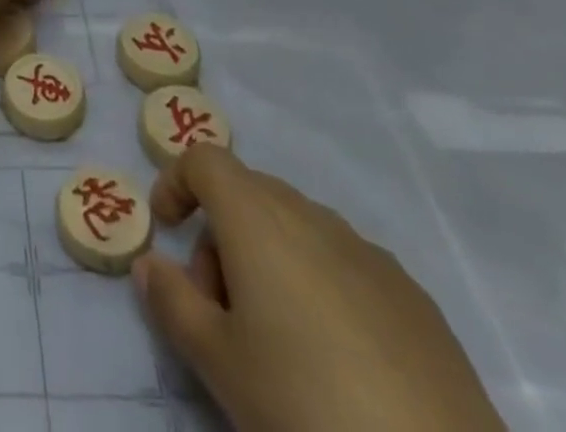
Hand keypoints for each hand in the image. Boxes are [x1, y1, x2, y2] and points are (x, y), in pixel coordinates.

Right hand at [134, 146, 505, 431]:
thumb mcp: (217, 362)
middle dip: (221, 235)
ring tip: (277, 341)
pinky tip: (337, 360)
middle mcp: (312, 216)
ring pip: (298, 228)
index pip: (204, 160)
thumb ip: (172, 302)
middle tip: (218, 307)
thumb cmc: (306, 406)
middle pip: (250, 193)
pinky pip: (346, 265)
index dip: (176, 182)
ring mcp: (369, 254)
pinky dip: (320, 285)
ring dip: (270, 260)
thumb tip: (149, 264)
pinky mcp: (415, 299)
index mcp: (258, 218)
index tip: (166, 229)